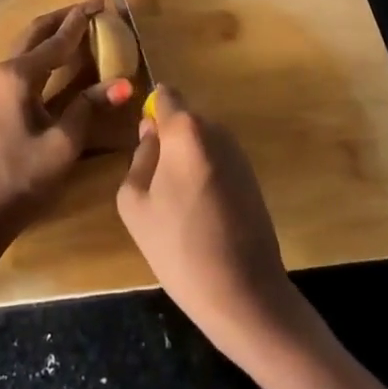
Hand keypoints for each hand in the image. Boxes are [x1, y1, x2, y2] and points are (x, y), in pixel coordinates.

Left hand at [0, 0, 130, 266]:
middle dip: (65, 17)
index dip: (82, 21)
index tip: (103, 3)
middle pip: (36, 31)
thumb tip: (123, 83)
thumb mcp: (62, 145)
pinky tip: (61, 57)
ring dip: (53, 32)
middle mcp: (4, 71)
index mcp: (18, 76)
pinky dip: (45, 51)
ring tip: (81, 24)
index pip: (57, 39)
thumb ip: (89, 108)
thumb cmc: (19, 179)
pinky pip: (24, 62)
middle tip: (93, 7)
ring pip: (28, 45)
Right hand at [115, 86, 297, 361]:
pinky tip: (199, 213)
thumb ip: (139, 158)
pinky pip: (217, 161)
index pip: (165, 95)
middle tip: (153, 181)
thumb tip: (151, 136)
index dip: (151, 110)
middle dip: (167, 139)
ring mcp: (240, 154)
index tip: (141, 139)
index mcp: (186, 131)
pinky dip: (204, 174)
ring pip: (201, 141)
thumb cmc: (179, 247)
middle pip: (184, 119)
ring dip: (186, 159)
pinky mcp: (253, 177)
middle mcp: (218, 131)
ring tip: (175, 203)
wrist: (244, 293)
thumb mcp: (134, 203)